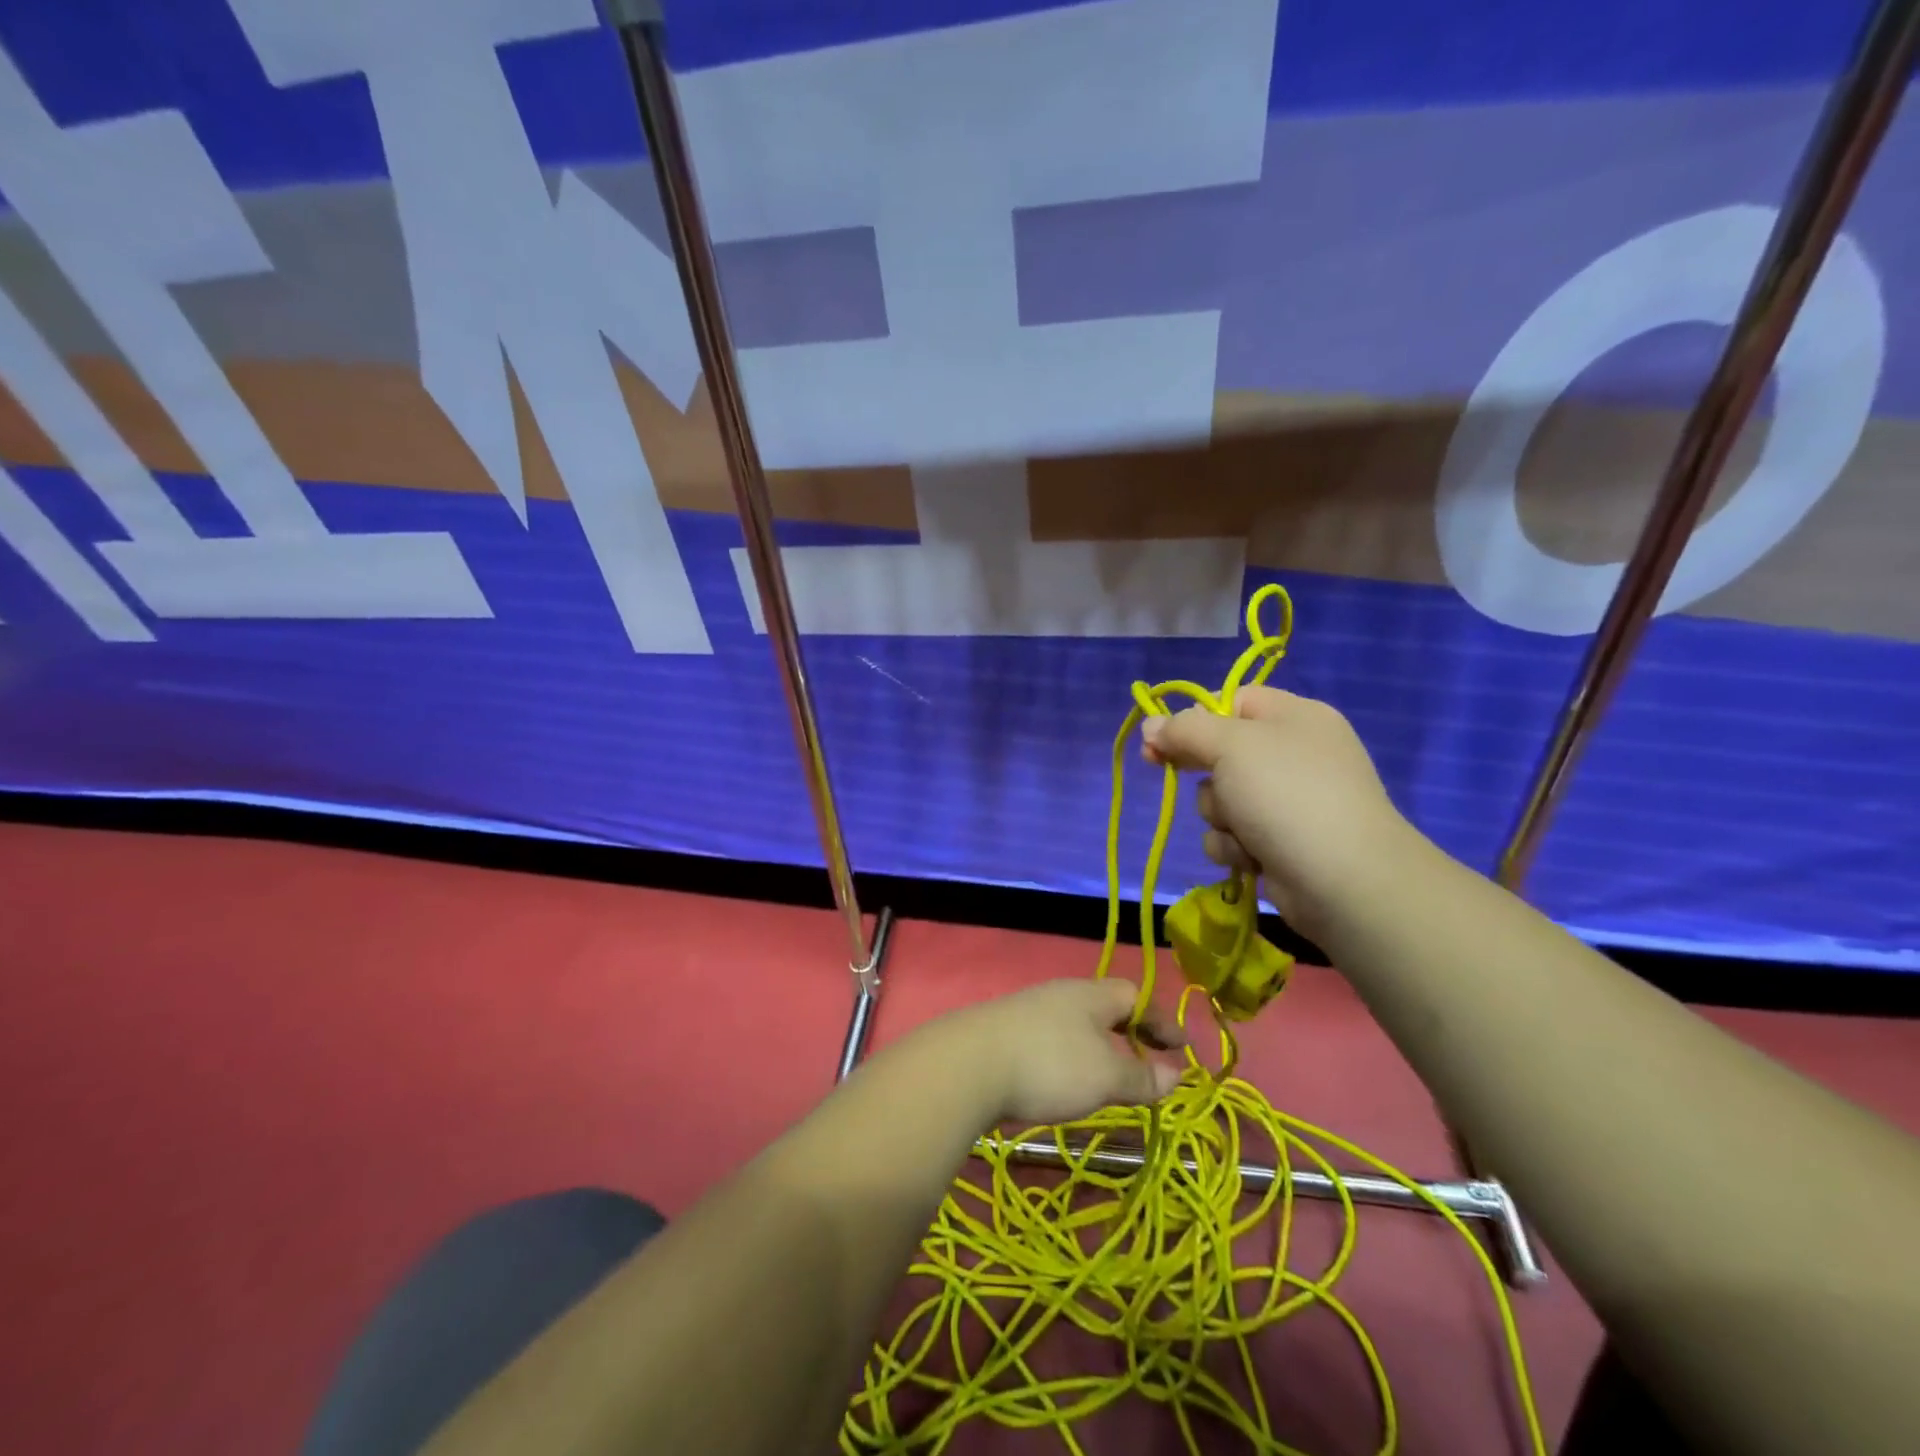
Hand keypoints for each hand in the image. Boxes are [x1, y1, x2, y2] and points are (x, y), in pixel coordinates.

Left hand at [908, 979, 1184, 1126]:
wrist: (968, 1064)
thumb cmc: (1049, 1064)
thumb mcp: (1105, 1077)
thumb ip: (1142, 1077)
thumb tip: (1176, 1075)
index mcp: (1091, 995)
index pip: (1136, 996)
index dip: (1161, 1020)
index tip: (1182, 1047)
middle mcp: (1061, 995)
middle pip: (1105, 1007)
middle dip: (1131, 1033)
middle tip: (1150, 1061)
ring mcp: (1030, 1011)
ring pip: (1077, 1024)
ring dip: (1100, 1047)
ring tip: (1111, 1078)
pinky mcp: (1006, 1034)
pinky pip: (1052, 1040)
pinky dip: (1071, 1058)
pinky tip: (1065, 1082)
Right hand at [1140, 686, 1421, 941]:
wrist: (1343, 879)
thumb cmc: (1286, 794)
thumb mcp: (1229, 746)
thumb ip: (1184, 730)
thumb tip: (1150, 725)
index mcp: (1294, 717)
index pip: (1232, 701)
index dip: (1193, 720)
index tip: (1157, 740)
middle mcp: (1294, 754)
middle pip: (1221, 752)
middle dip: (1204, 774)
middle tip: (1178, 776)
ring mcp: (1290, 802)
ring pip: (1221, 798)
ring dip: (1218, 816)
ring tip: (1241, 830)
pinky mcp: (1282, 843)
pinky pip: (1234, 835)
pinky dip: (1234, 846)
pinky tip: (1250, 857)